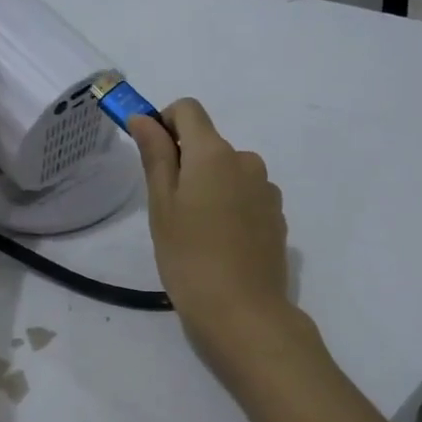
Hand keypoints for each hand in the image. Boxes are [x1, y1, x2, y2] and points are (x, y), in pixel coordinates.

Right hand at [128, 99, 297, 371]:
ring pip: (229, 173)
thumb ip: (155, 155)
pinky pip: (247, 197)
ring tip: (197, 233)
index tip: (152, 155)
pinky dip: (231, 207)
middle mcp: (246, 161)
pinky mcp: (277, 216)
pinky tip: (222, 245)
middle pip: (209, 144)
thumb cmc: (189, 257)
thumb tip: (143, 117)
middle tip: (169, 210)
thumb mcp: (162, 205)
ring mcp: (267, 189)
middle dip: (186, 164)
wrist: (243, 312)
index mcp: (214, 153)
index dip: (164, 122)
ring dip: (211, 187)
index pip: (188, 110)